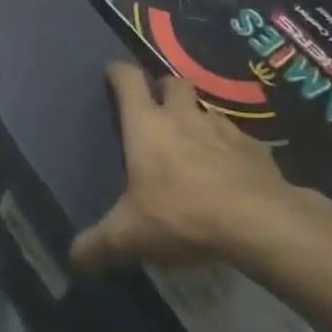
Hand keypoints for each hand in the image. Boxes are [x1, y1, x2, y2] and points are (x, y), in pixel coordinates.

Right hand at [72, 64, 296, 269]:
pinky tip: (231, 172)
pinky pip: (238, 139)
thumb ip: (98, 245)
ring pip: (207, 109)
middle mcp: (183, 116)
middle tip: (159, 111)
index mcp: (146, 125)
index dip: (118, 73)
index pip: (128, 79)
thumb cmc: (182, 216)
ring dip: (199, 119)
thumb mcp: (130, 236)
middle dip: (164, 89)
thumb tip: (73, 259)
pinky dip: (231, 148)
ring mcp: (223, 128)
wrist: (258, 221)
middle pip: (173, 82)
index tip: (112, 75)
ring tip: (196, 144)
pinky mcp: (255, 147)